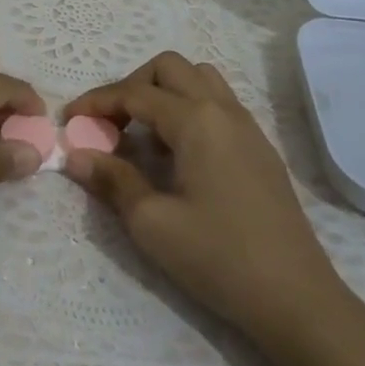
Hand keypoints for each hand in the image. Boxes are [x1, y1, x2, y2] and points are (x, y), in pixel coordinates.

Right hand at [64, 52, 364, 365]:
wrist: (295, 297)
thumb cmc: (218, 257)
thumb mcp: (151, 223)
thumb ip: (112, 180)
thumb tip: (77, 155)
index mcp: (196, 120)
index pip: (135, 92)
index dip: (96, 102)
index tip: (69, 120)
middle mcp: (223, 110)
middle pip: (169, 67)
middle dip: (131, 85)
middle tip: (109, 123)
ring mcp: (247, 126)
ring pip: (199, 78)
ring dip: (164, 91)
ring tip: (144, 133)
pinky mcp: (260, 147)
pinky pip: (218, 102)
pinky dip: (188, 108)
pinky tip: (177, 152)